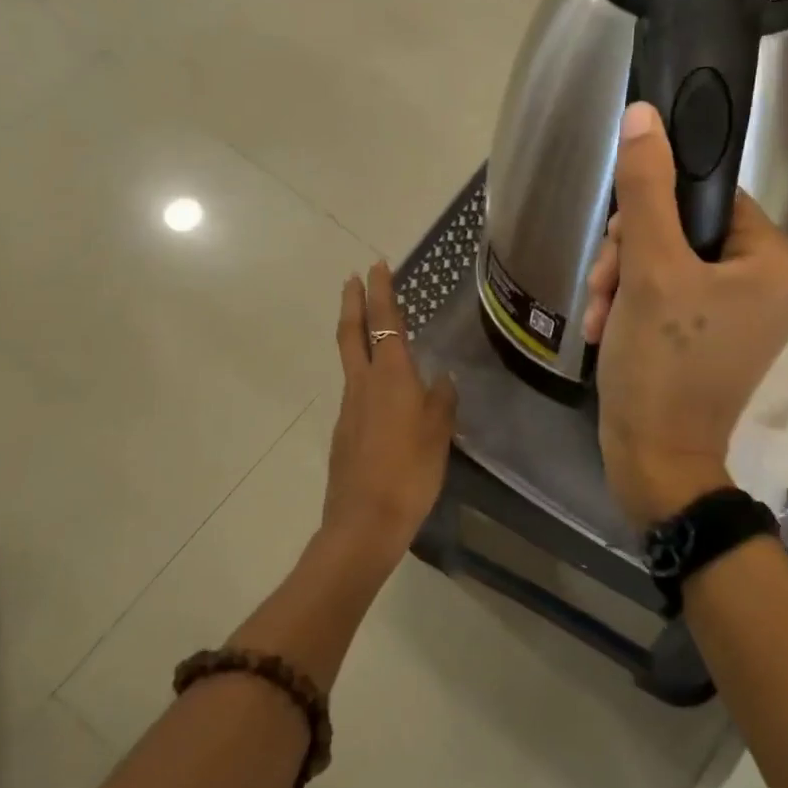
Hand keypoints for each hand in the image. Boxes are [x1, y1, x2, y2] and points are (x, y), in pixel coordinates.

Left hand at [322, 263, 457, 566]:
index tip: (376, 266)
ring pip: (351, 362)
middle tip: (353, 279)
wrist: (364, 521)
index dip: (382, 293)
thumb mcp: (439, 434)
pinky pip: (357, 392)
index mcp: (391, 378)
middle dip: (353, 303)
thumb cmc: (410, 472)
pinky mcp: (344, 432)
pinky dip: (365, 375)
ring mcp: (349, 409)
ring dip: (357, 336)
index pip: (386, 323)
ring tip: (372, 329)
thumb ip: (442, 401)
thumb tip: (443, 379)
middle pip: (352, 334)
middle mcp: (364, 385)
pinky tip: (384, 392)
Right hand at [585, 104, 787, 526]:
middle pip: (685, 231)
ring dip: (624, 282)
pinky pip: (671, 296)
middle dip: (632, 255)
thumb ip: (646, 190)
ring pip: (670, 262)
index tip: (619, 240)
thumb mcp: (650, 269)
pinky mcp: (715, 338)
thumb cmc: (663, 365)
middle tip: (606, 286)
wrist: (655, 460)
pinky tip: (605, 329)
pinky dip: (634, 306)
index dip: (655, 209)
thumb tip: (644, 115)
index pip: (710, 196)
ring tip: (599, 315)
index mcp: (776, 261)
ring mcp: (743, 315)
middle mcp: (771, 284)